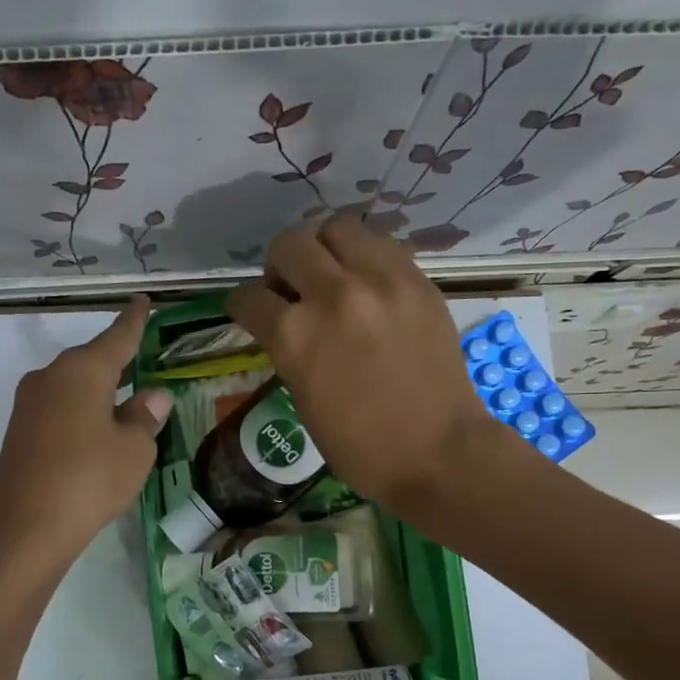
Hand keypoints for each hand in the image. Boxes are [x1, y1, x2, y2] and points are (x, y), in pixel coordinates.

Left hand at [0, 298, 172, 563]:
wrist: (24, 529)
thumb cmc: (90, 480)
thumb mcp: (134, 449)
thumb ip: (145, 417)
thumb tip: (153, 396)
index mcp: (83, 370)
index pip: (118, 336)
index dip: (134, 320)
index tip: (142, 300)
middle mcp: (51, 376)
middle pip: (91, 360)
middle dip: (116, 360)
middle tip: (141, 359)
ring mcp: (29, 403)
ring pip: (73, 385)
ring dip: (98, 390)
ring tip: (123, 400)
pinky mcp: (19, 431)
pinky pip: (59, 408)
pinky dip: (80, 412)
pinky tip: (94, 430)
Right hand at [226, 213, 510, 515]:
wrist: (438, 451)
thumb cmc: (361, 446)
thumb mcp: (303, 398)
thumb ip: (289, 349)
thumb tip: (284, 321)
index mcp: (296, 335)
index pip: (249, 297)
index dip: (241, 304)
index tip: (249, 310)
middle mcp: (334, 295)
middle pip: (288, 245)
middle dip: (279, 267)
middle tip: (292, 290)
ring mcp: (381, 282)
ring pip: (337, 228)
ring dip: (324, 249)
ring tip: (332, 276)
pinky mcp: (418, 281)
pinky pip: (381, 245)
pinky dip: (365, 258)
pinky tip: (369, 286)